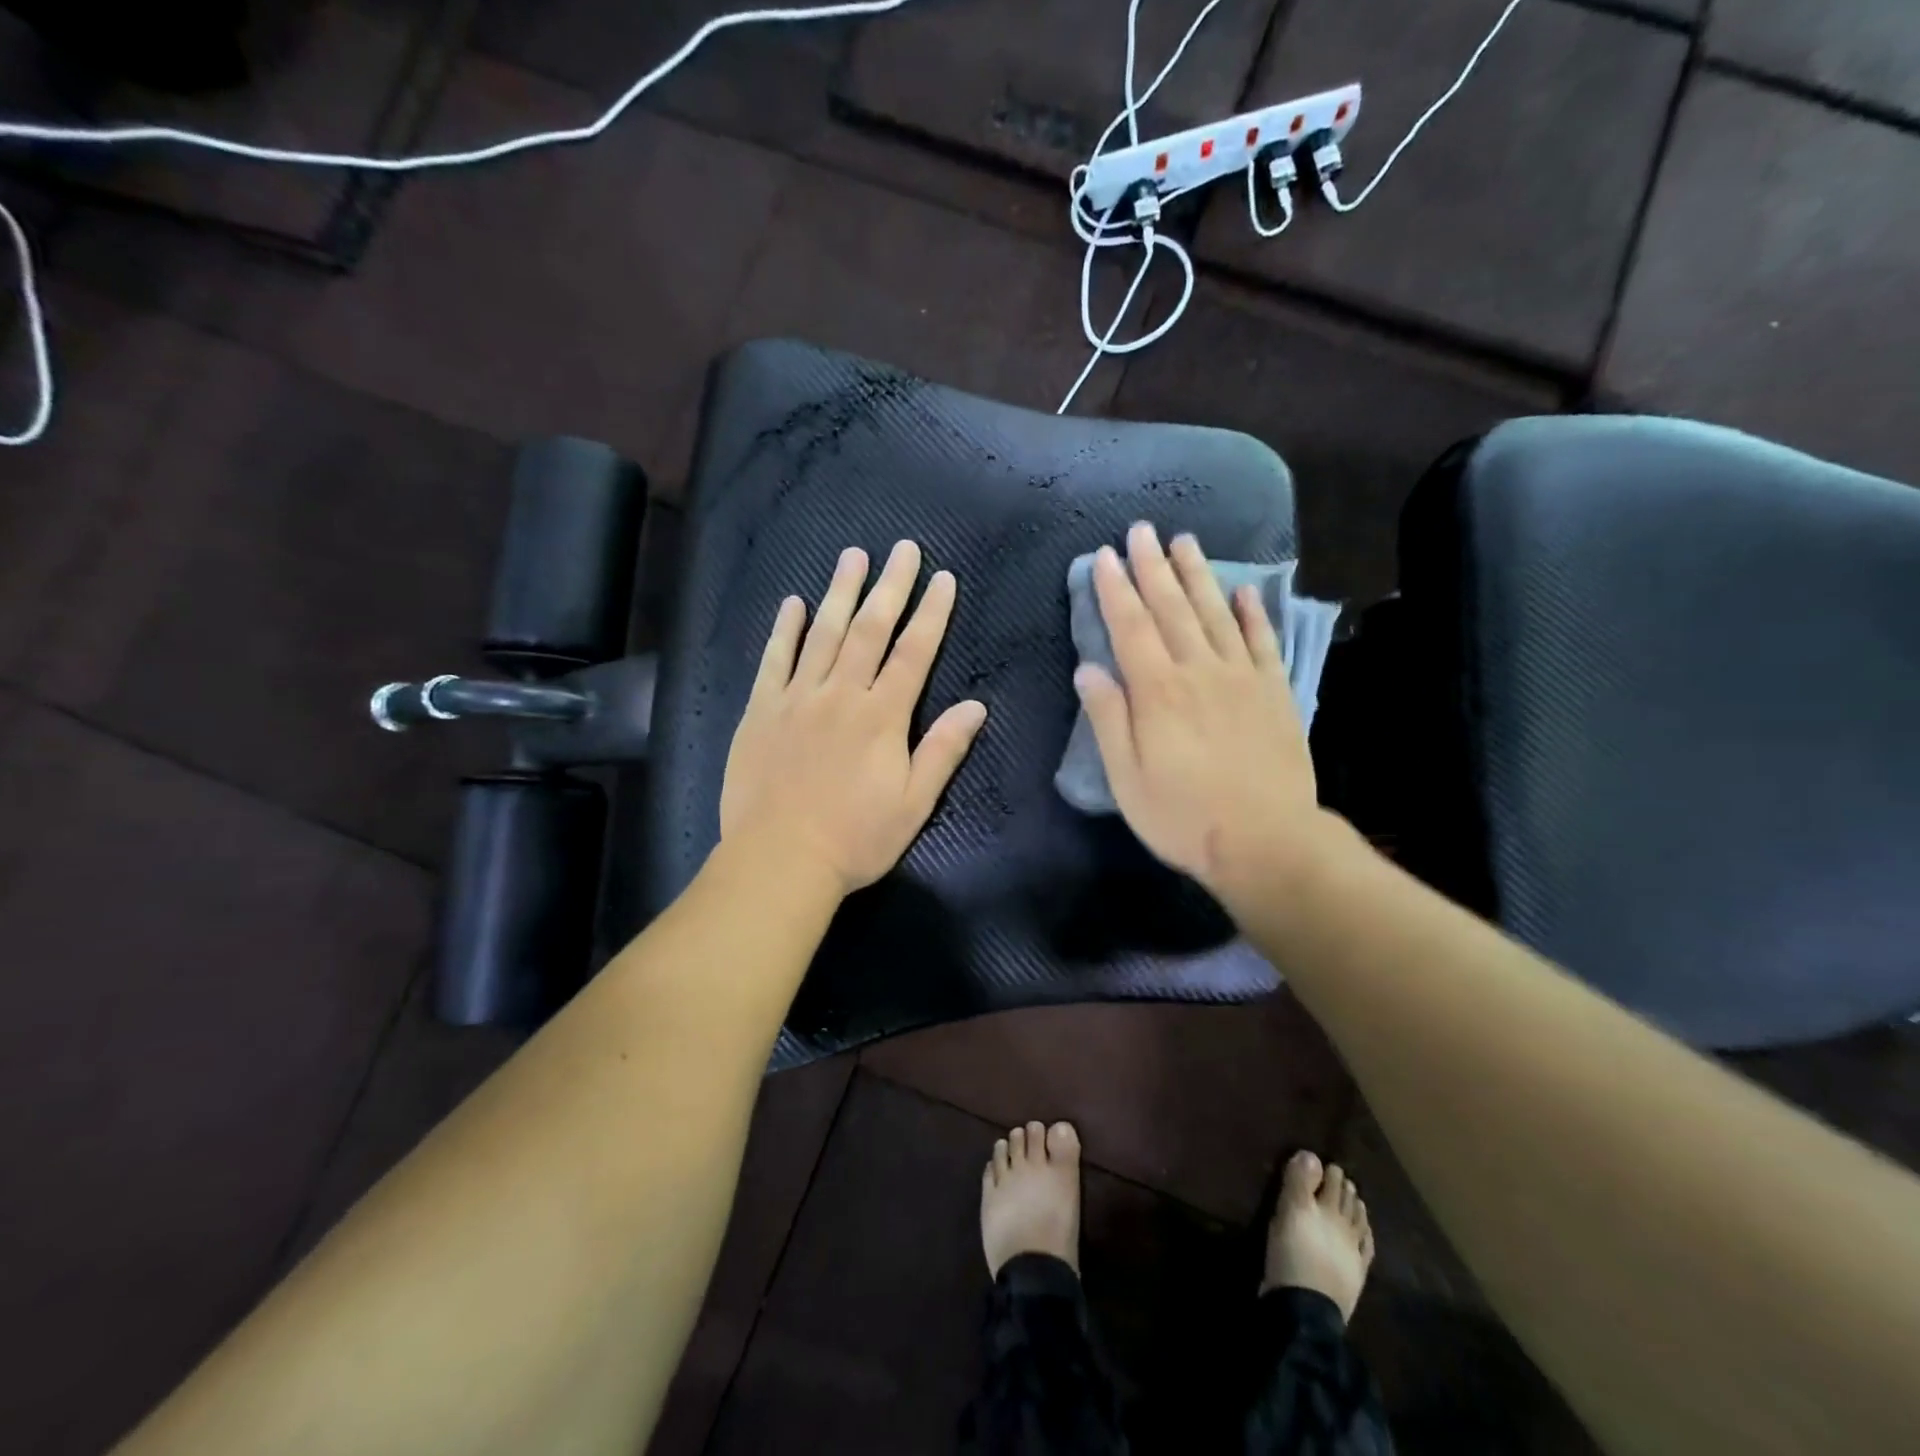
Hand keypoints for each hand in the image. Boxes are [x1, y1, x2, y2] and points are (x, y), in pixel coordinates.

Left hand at [720, 540, 987, 896]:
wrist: (780, 859)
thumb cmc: (856, 838)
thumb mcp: (914, 803)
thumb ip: (943, 750)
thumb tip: (976, 706)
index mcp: (881, 716)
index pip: (914, 652)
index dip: (931, 613)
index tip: (943, 578)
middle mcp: (840, 695)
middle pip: (869, 630)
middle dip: (890, 587)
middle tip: (902, 548)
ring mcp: (796, 699)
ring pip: (822, 634)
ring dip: (839, 592)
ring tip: (852, 556)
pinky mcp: (760, 711)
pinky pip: (773, 660)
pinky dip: (784, 630)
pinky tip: (793, 603)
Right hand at [1074, 523, 1335, 903]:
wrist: (1266, 841)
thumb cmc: (1182, 816)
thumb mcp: (1126, 777)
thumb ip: (1108, 718)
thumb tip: (1088, 668)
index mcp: (1157, 691)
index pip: (1130, 626)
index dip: (1115, 588)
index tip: (1104, 555)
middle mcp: (1199, 671)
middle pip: (1172, 608)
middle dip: (1153, 566)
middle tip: (1142, 530)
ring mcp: (1241, 678)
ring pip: (1216, 613)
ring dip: (1198, 575)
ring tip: (1184, 541)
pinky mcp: (1275, 692)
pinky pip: (1262, 641)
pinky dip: (1253, 612)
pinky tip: (1245, 590)